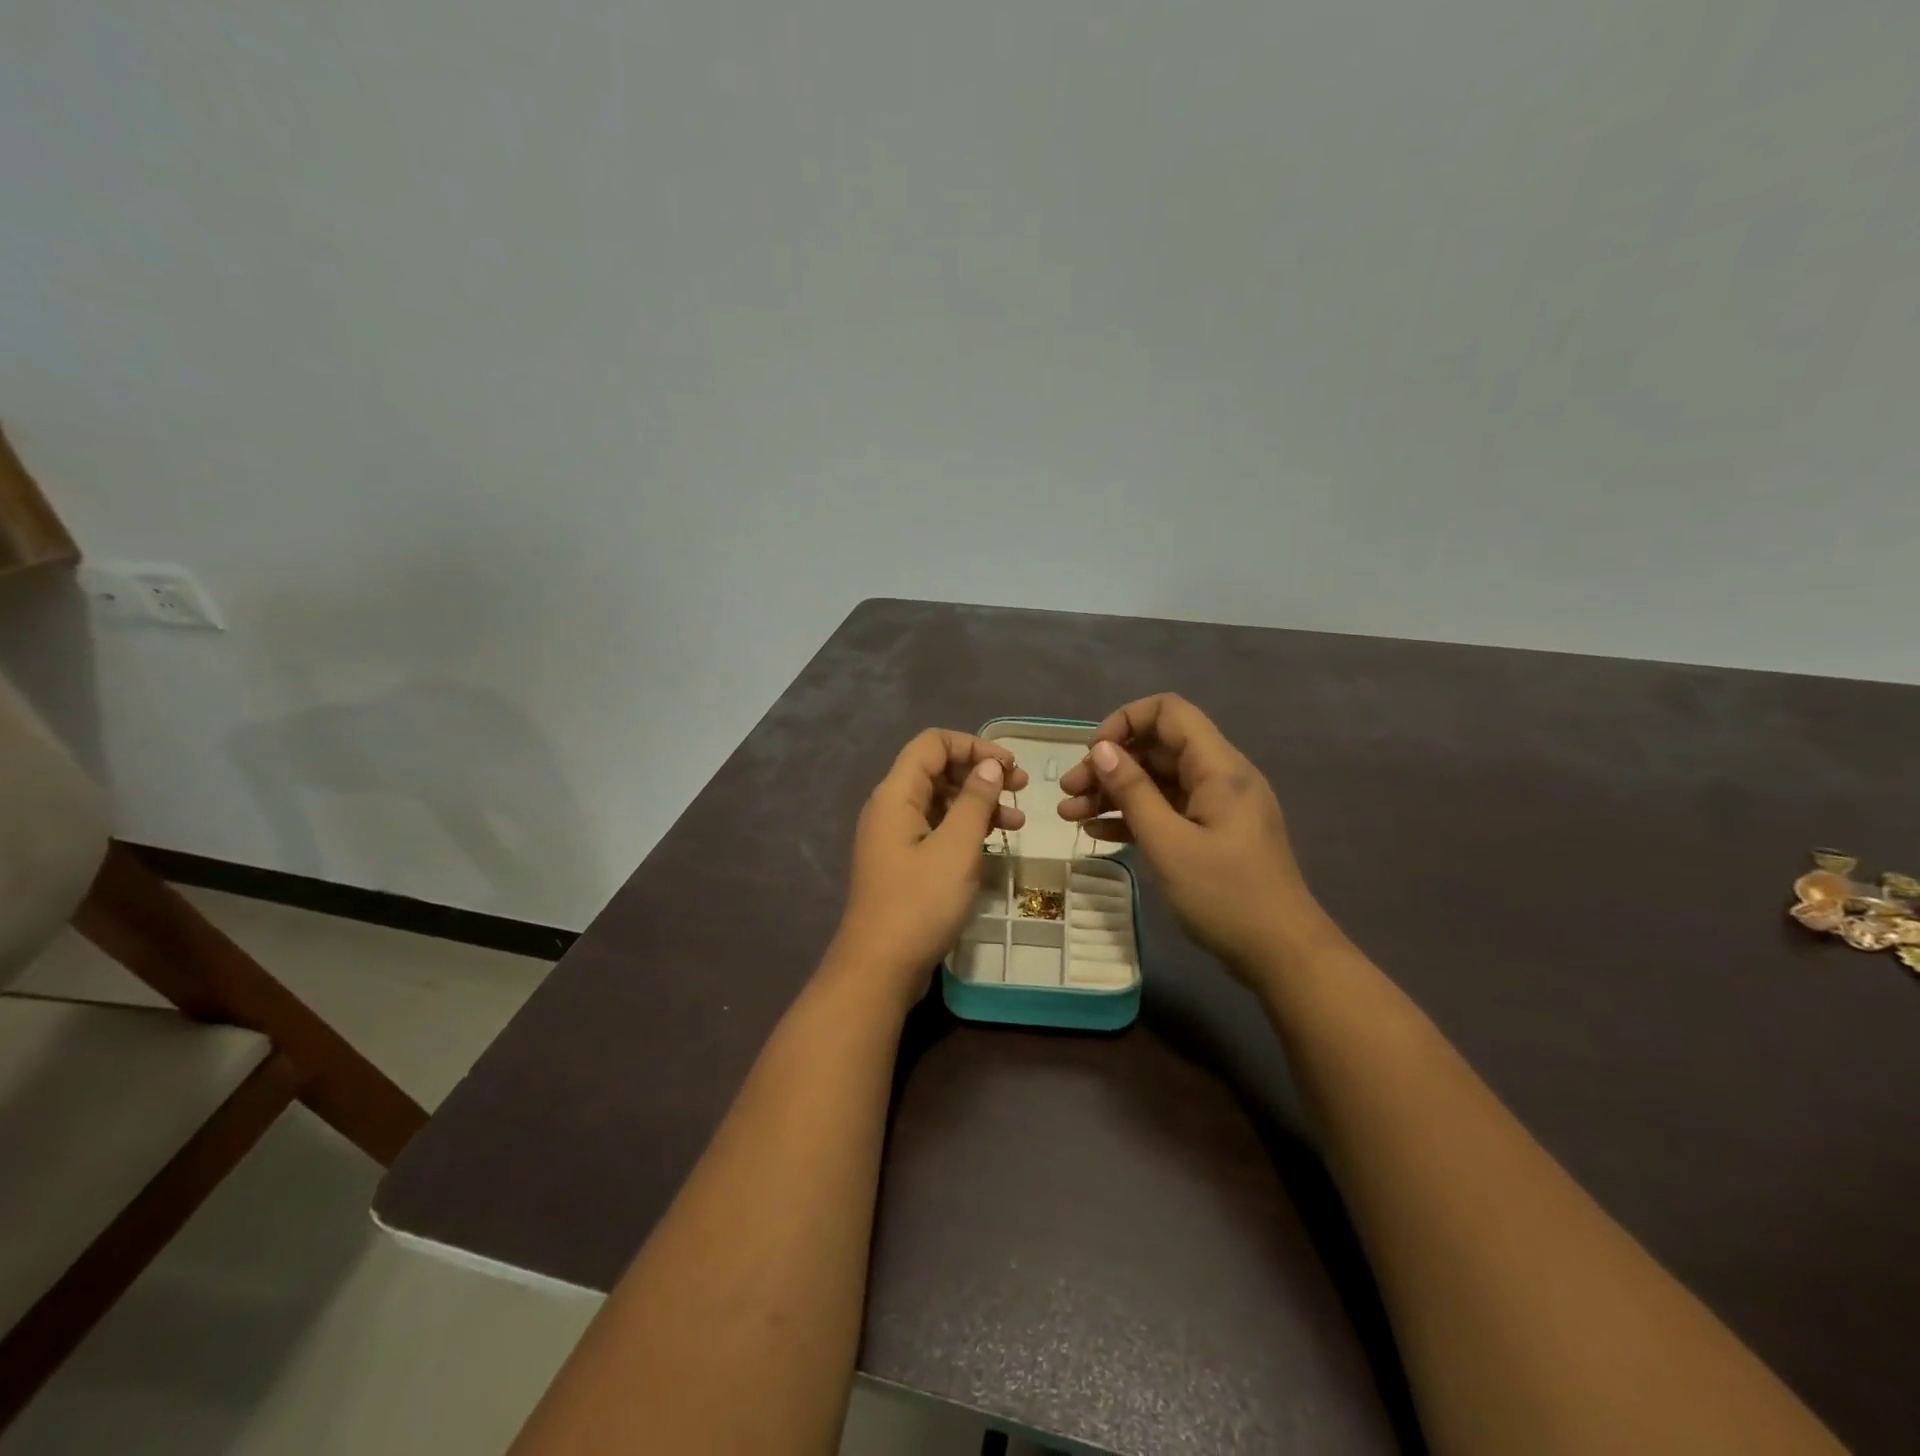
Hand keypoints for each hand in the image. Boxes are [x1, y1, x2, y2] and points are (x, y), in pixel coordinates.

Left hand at [832, 730, 1029, 1006]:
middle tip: (1021, 790)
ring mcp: (894, 837)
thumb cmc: (920, 903)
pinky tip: (993, 845)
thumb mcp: (957, 847)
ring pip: (940, 802)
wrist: (879, 968)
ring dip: (978, 805)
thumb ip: (975, 800)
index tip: (1010, 767)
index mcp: (896, 794)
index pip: (933, 743)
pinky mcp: (902, 863)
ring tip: (1017, 824)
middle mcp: (891, 807)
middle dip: (981, 774)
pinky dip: (965, 830)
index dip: (974, 745)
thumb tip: (990, 765)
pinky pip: (936, 830)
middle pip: (937, 770)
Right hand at [1057, 694, 1322, 979]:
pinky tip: (1097, 834)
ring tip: (1069, 815)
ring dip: (1113, 793)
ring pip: (1157, 782)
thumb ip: (1133, 791)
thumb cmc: (1224, 895)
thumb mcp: (1168, 843)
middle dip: (1109, 764)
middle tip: (1068, 792)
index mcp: (1219, 767)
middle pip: (1157, 748)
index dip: (1125, 721)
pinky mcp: (1212, 834)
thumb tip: (1101, 749)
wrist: (1281, 954)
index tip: (1093, 754)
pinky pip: (1167, 811)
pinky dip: (1133, 817)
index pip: (1169, 712)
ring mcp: (1216, 807)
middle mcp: (1219, 777)